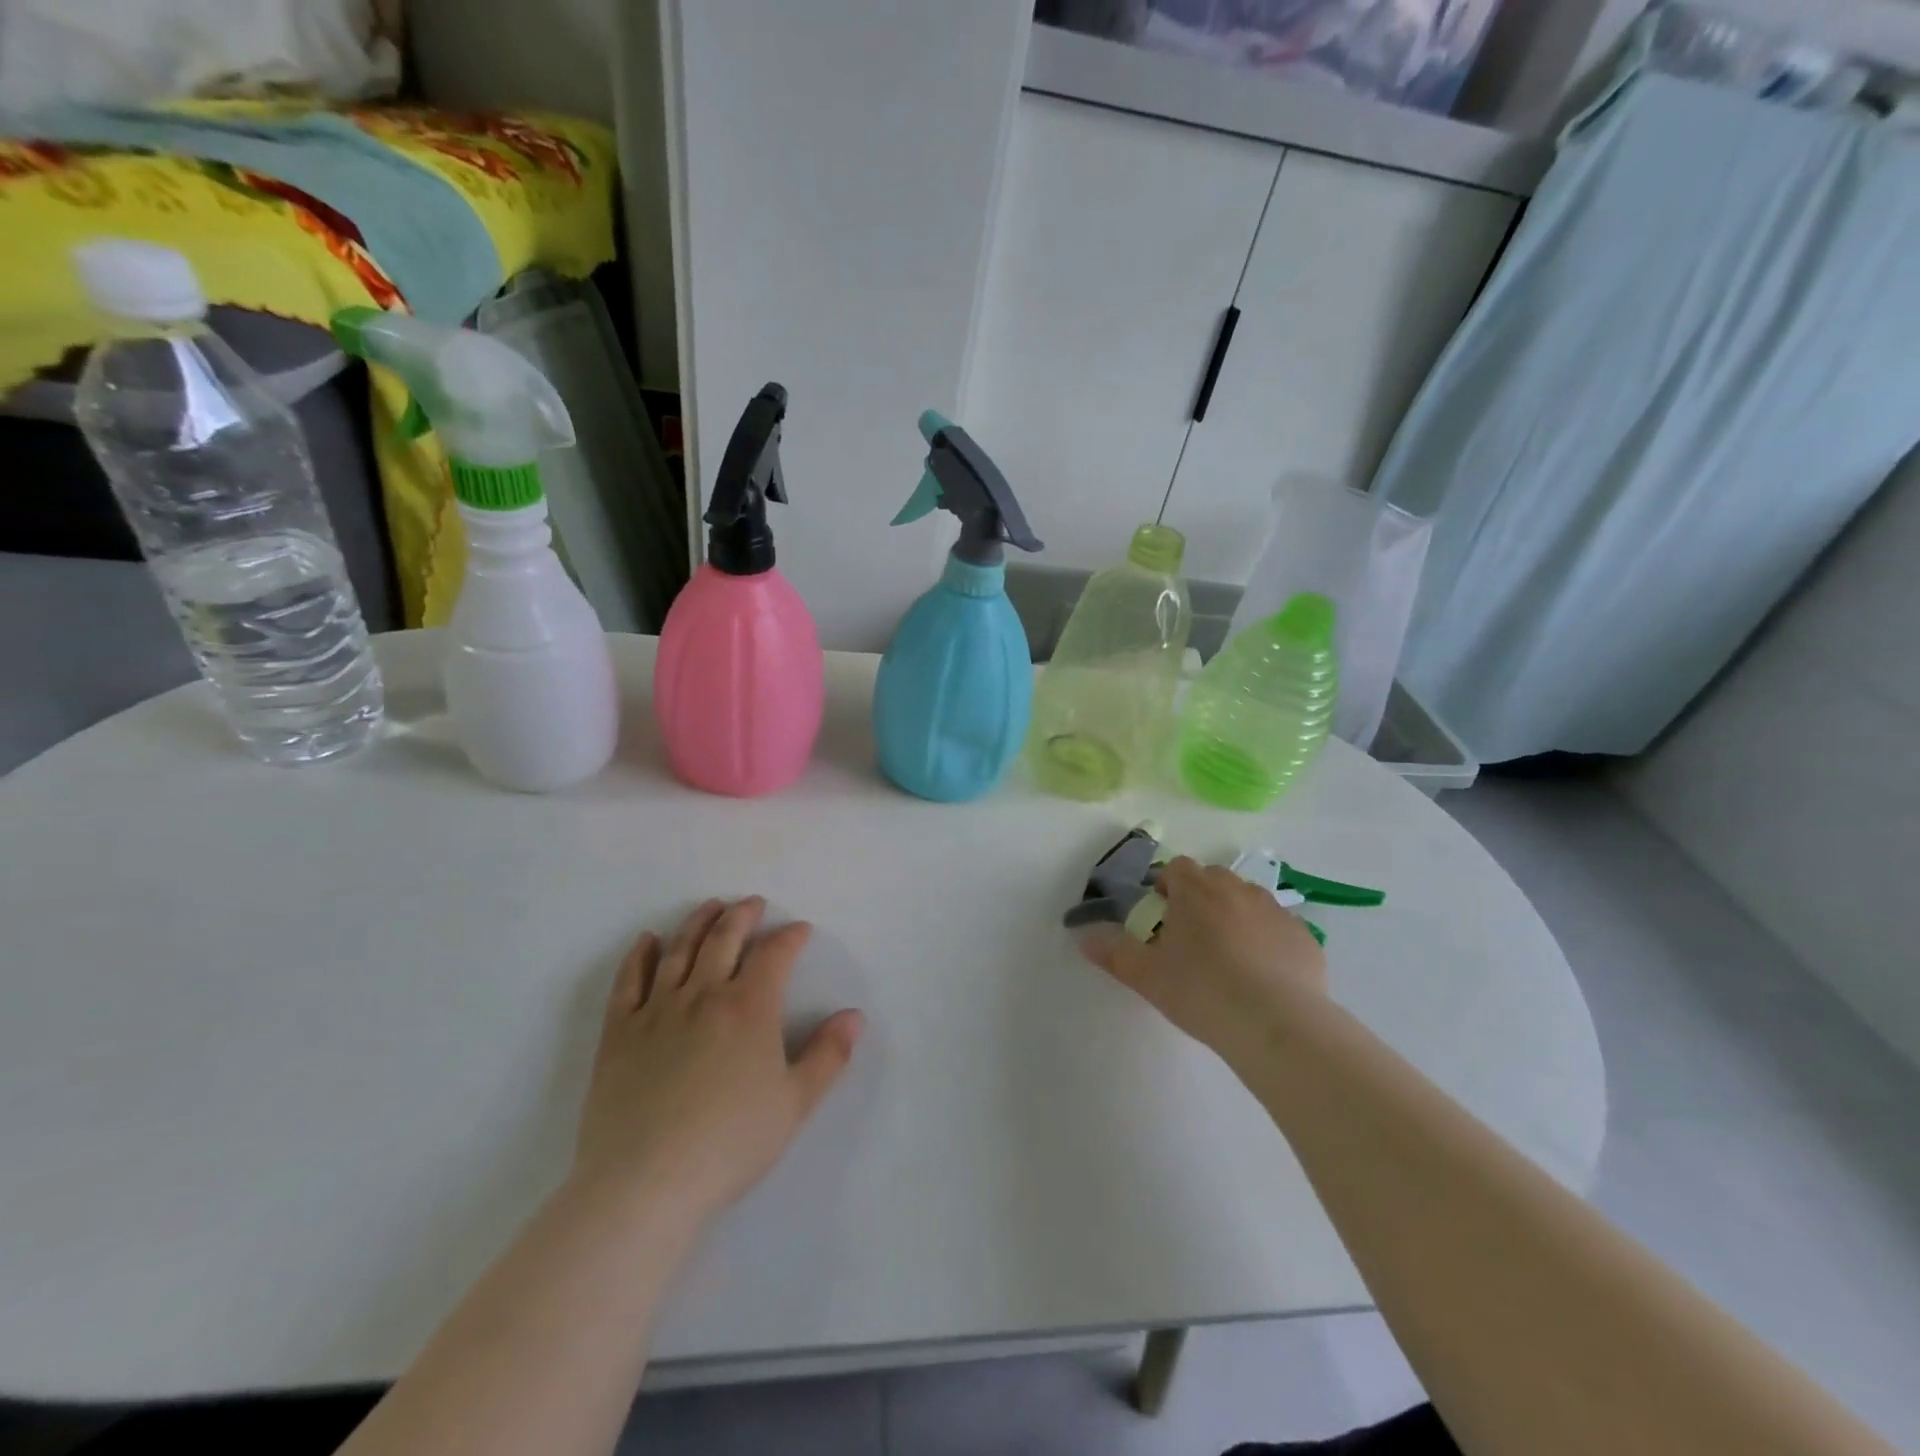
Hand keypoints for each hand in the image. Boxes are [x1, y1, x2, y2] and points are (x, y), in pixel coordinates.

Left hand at [572, 897, 863, 1227]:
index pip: (775, 954)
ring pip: (680, 950)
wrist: (645, 1183)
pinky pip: (629, 980)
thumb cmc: (730, 1143)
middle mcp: (704, 994)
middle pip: (724, 938)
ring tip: (710, 906)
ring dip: (698, 922)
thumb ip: (828, 1055)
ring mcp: (657, 1010)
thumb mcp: (795, 1103)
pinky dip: (640, 954)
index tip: (800, 930)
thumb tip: (854, 1016)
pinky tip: (648, 940)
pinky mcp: (619, 1032)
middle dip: (743, 914)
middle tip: (753, 903)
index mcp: (750, 1007)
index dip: (790, 937)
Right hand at [1077, 856, 1326, 1056]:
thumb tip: (1085, 937)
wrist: (1276, 1024)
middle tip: (1190, 937)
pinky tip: (1263, 977)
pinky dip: (1267, 941)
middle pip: (1214, 879)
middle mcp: (1238, 890)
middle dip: (1200, 898)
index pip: (1177, 868)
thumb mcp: (1146, 976)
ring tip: (1227, 957)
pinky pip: (1278, 929)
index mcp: (1196, 891)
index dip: (1166, 886)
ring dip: (1235, 916)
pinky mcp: (1305, 938)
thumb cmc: (1202, 990)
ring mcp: (1276, 911)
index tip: (1161, 915)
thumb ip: (1113, 952)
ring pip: (1249, 901)